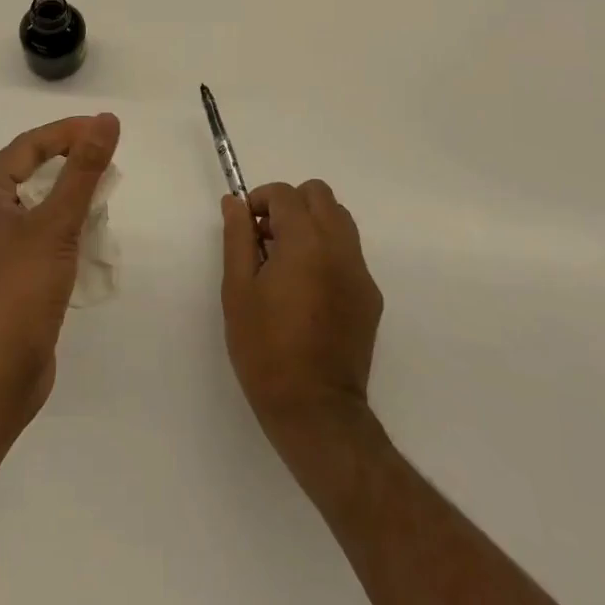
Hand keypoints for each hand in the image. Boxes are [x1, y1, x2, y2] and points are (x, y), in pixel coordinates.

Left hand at [0, 113, 120, 433]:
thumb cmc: (20, 292)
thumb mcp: (56, 225)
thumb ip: (83, 170)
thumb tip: (106, 120)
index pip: (27, 146)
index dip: (67, 132)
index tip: (106, 128)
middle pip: (30, 171)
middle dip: (71, 162)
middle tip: (109, 159)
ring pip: (37, 203)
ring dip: (70, 194)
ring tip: (105, 193)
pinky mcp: (9, 273)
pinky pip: (39, 232)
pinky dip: (65, 225)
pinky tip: (90, 233)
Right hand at [222, 181, 383, 452]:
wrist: (315, 410)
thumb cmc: (266, 349)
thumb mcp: (238, 290)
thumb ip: (237, 237)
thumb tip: (234, 203)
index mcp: (306, 241)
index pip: (285, 194)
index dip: (259, 200)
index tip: (245, 226)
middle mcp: (339, 247)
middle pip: (319, 195)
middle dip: (290, 204)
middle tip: (266, 237)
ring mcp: (360, 272)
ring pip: (339, 220)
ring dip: (311, 224)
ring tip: (286, 261)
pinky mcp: (370, 296)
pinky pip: (349, 253)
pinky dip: (327, 251)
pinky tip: (307, 290)